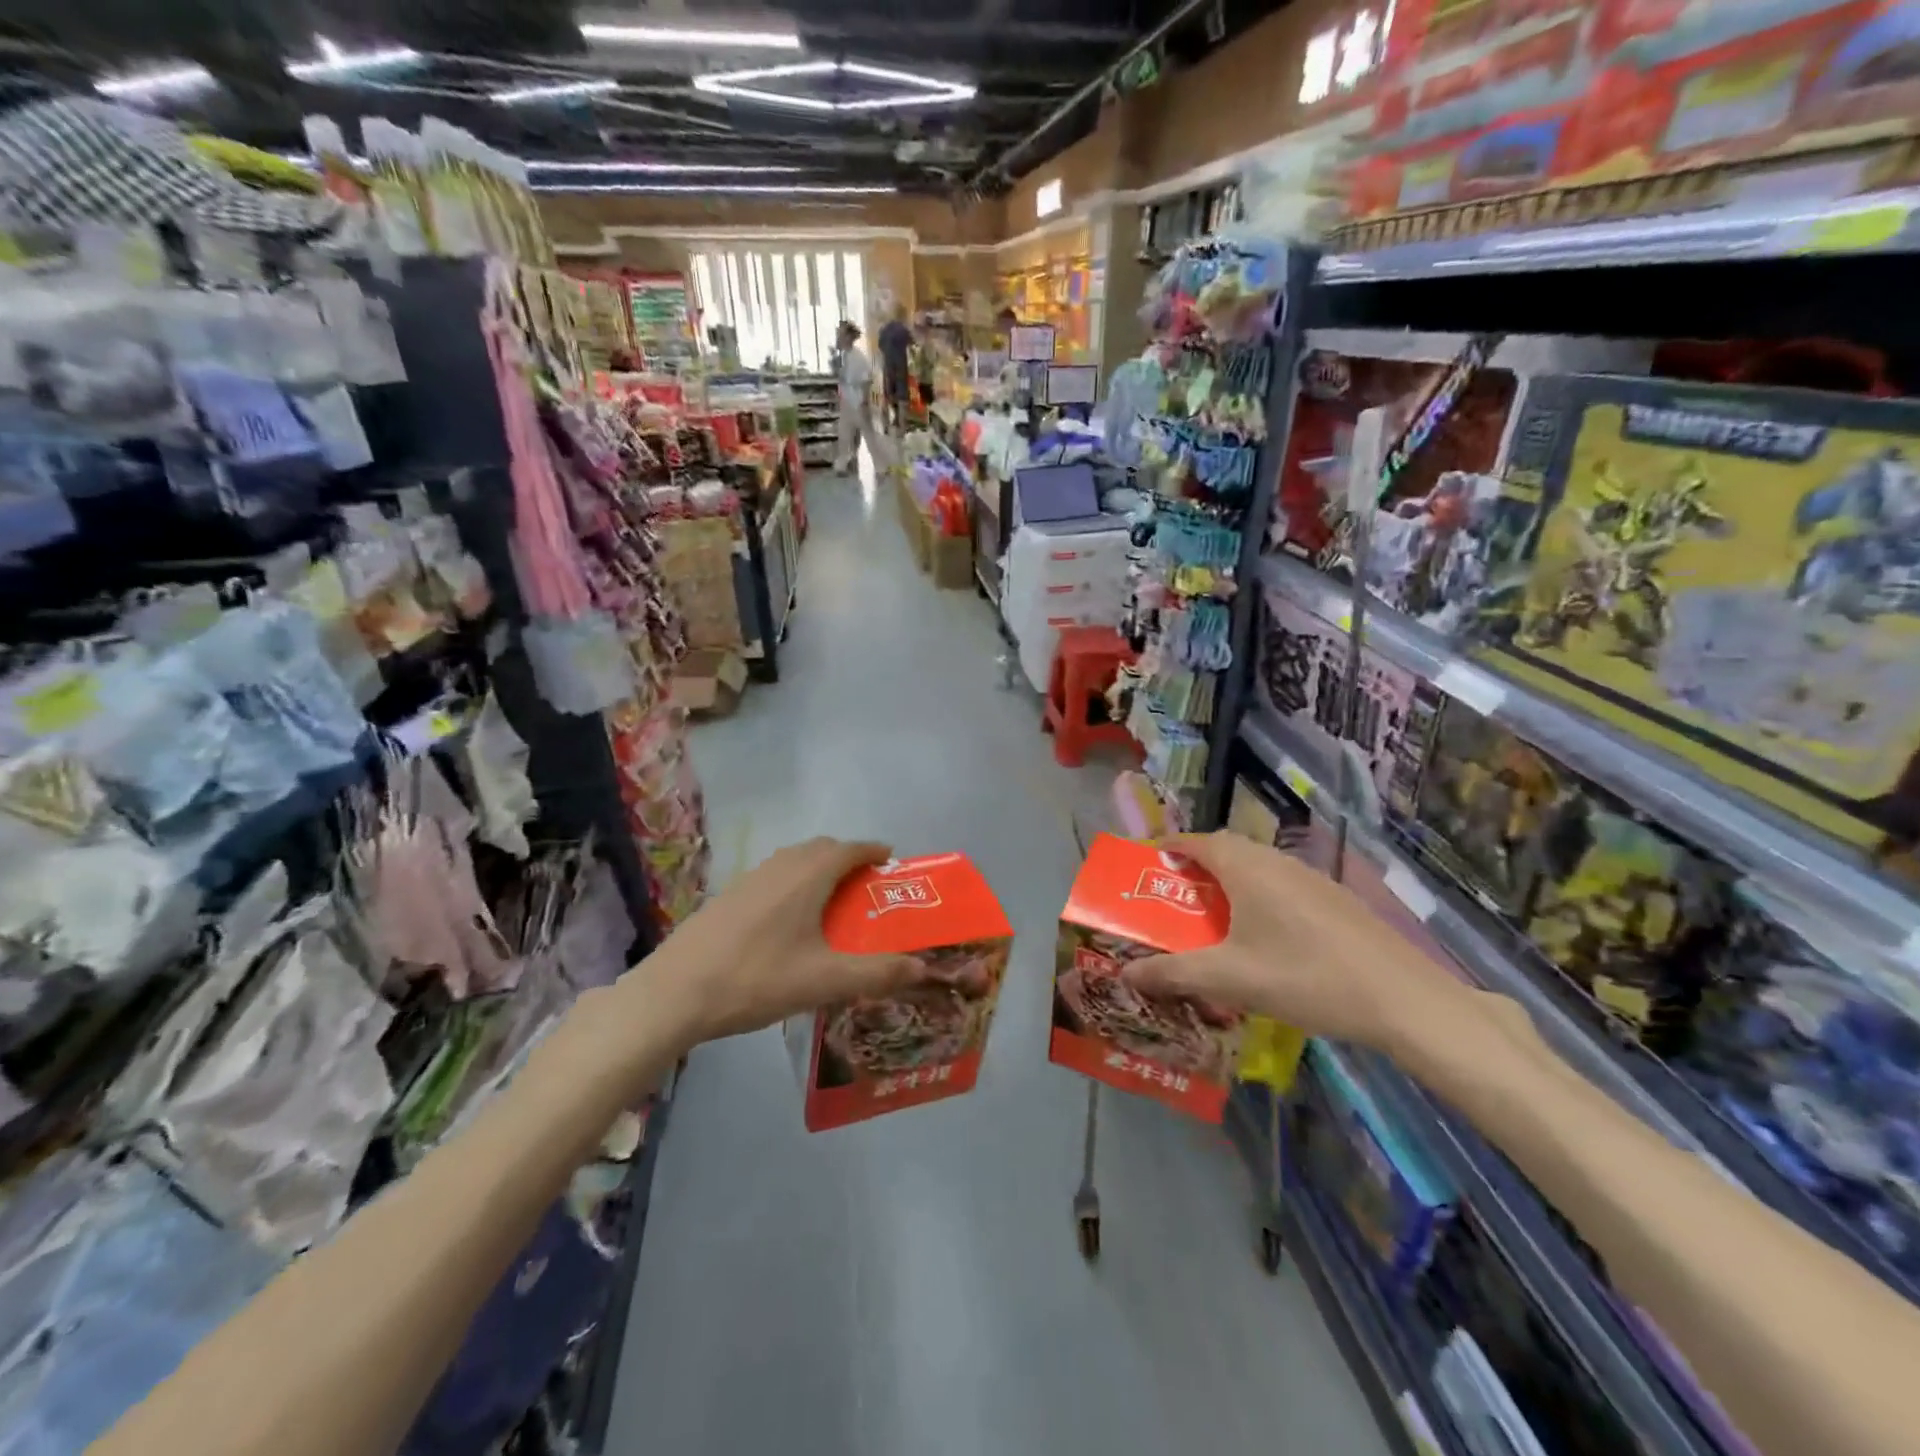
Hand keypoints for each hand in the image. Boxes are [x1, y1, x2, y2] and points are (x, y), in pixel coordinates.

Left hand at [643, 837, 922, 1043]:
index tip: (891, 859)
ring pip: (793, 860)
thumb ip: (877, 973)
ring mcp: (749, 879)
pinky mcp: (727, 896)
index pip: (849, 848)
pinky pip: (772, 876)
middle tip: (865, 886)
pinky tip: (788, 920)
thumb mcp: (824, 981)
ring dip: (817, 869)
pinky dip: (793, 882)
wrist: (674, 992)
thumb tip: (922, 966)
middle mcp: (780, 867)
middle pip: (821, 848)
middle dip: (847, 858)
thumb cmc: (757, 979)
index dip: (873, 850)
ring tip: (831, 901)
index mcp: (807, 876)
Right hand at [1122, 833, 1473, 1053]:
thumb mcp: (1229, 979)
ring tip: (1211, 920)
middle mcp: (1275, 860)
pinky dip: (1257, 898)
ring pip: (1256, 868)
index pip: (1194, 840)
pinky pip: (1280, 885)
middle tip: (1172, 899)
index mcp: (1245, 866)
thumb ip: (1173, 973)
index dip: (1165, 848)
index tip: (1143, 866)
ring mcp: (1310, 877)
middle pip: (1225, 850)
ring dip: (1227, 884)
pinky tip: (1263, 938)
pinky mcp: (1334, 899)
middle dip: (1194, 869)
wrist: (1403, 1000)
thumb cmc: (1305, 977)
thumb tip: (1126, 973)